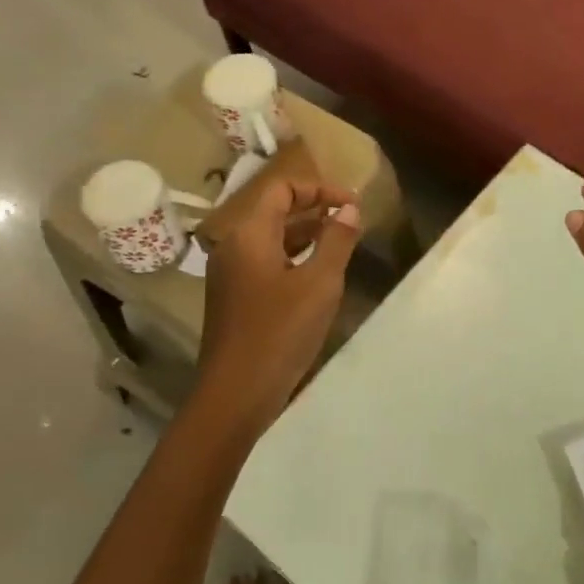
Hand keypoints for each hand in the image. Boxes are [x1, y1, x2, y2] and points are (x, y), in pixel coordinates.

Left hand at [199, 178, 360, 423]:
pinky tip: (320, 273)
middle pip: (275, 210)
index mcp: (249, 234)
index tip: (352, 203)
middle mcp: (234, 246)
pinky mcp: (235, 297)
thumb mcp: (319, 283)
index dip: (319, 188)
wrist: (235, 396)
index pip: (282, 189)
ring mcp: (231, 273)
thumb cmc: (279, 333)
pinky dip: (294, 256)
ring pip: (272, 238)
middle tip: (352, 218)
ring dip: (307, 233)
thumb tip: (349, 209)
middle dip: (315, 208)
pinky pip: (267, 261)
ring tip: (343, 241)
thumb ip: (337, 240)